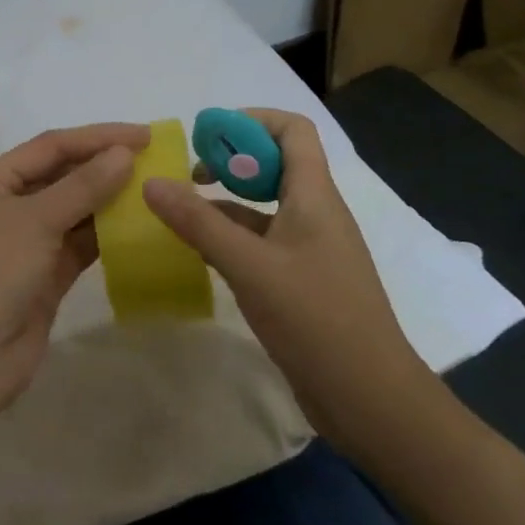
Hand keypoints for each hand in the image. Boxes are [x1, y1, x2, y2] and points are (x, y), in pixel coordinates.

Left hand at [0, 122, 146, 428]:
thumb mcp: (32, 222)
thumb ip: (81, 188)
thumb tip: (124, 154)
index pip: (51, 146)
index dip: (97, 137)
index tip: (145, 135)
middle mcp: (11, 207)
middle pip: (64, 177)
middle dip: (106, 167)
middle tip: (158, 162)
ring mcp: (29, 245)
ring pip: (77, 213)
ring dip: (111, 202)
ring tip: (157, 191)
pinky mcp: (47, 280)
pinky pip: (82, 248)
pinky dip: (108, 238)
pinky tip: (141, 229)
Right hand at [142, 108, 443, 459]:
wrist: (373, 403)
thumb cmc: (317, 321)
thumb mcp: (250, 267)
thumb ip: (198, 222)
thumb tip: (151, 182)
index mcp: (315, 197)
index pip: (293, 131)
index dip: (250, 121)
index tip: (207, 136)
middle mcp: (315, 214)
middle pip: (274, 163)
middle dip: (229, 159)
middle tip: (187, 173)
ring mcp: (309, 249)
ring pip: (263, 206)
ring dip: (224, 200)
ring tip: (179, 209)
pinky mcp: (300, 281)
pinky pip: (260, 241)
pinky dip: (229, 236)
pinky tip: (197, 250)